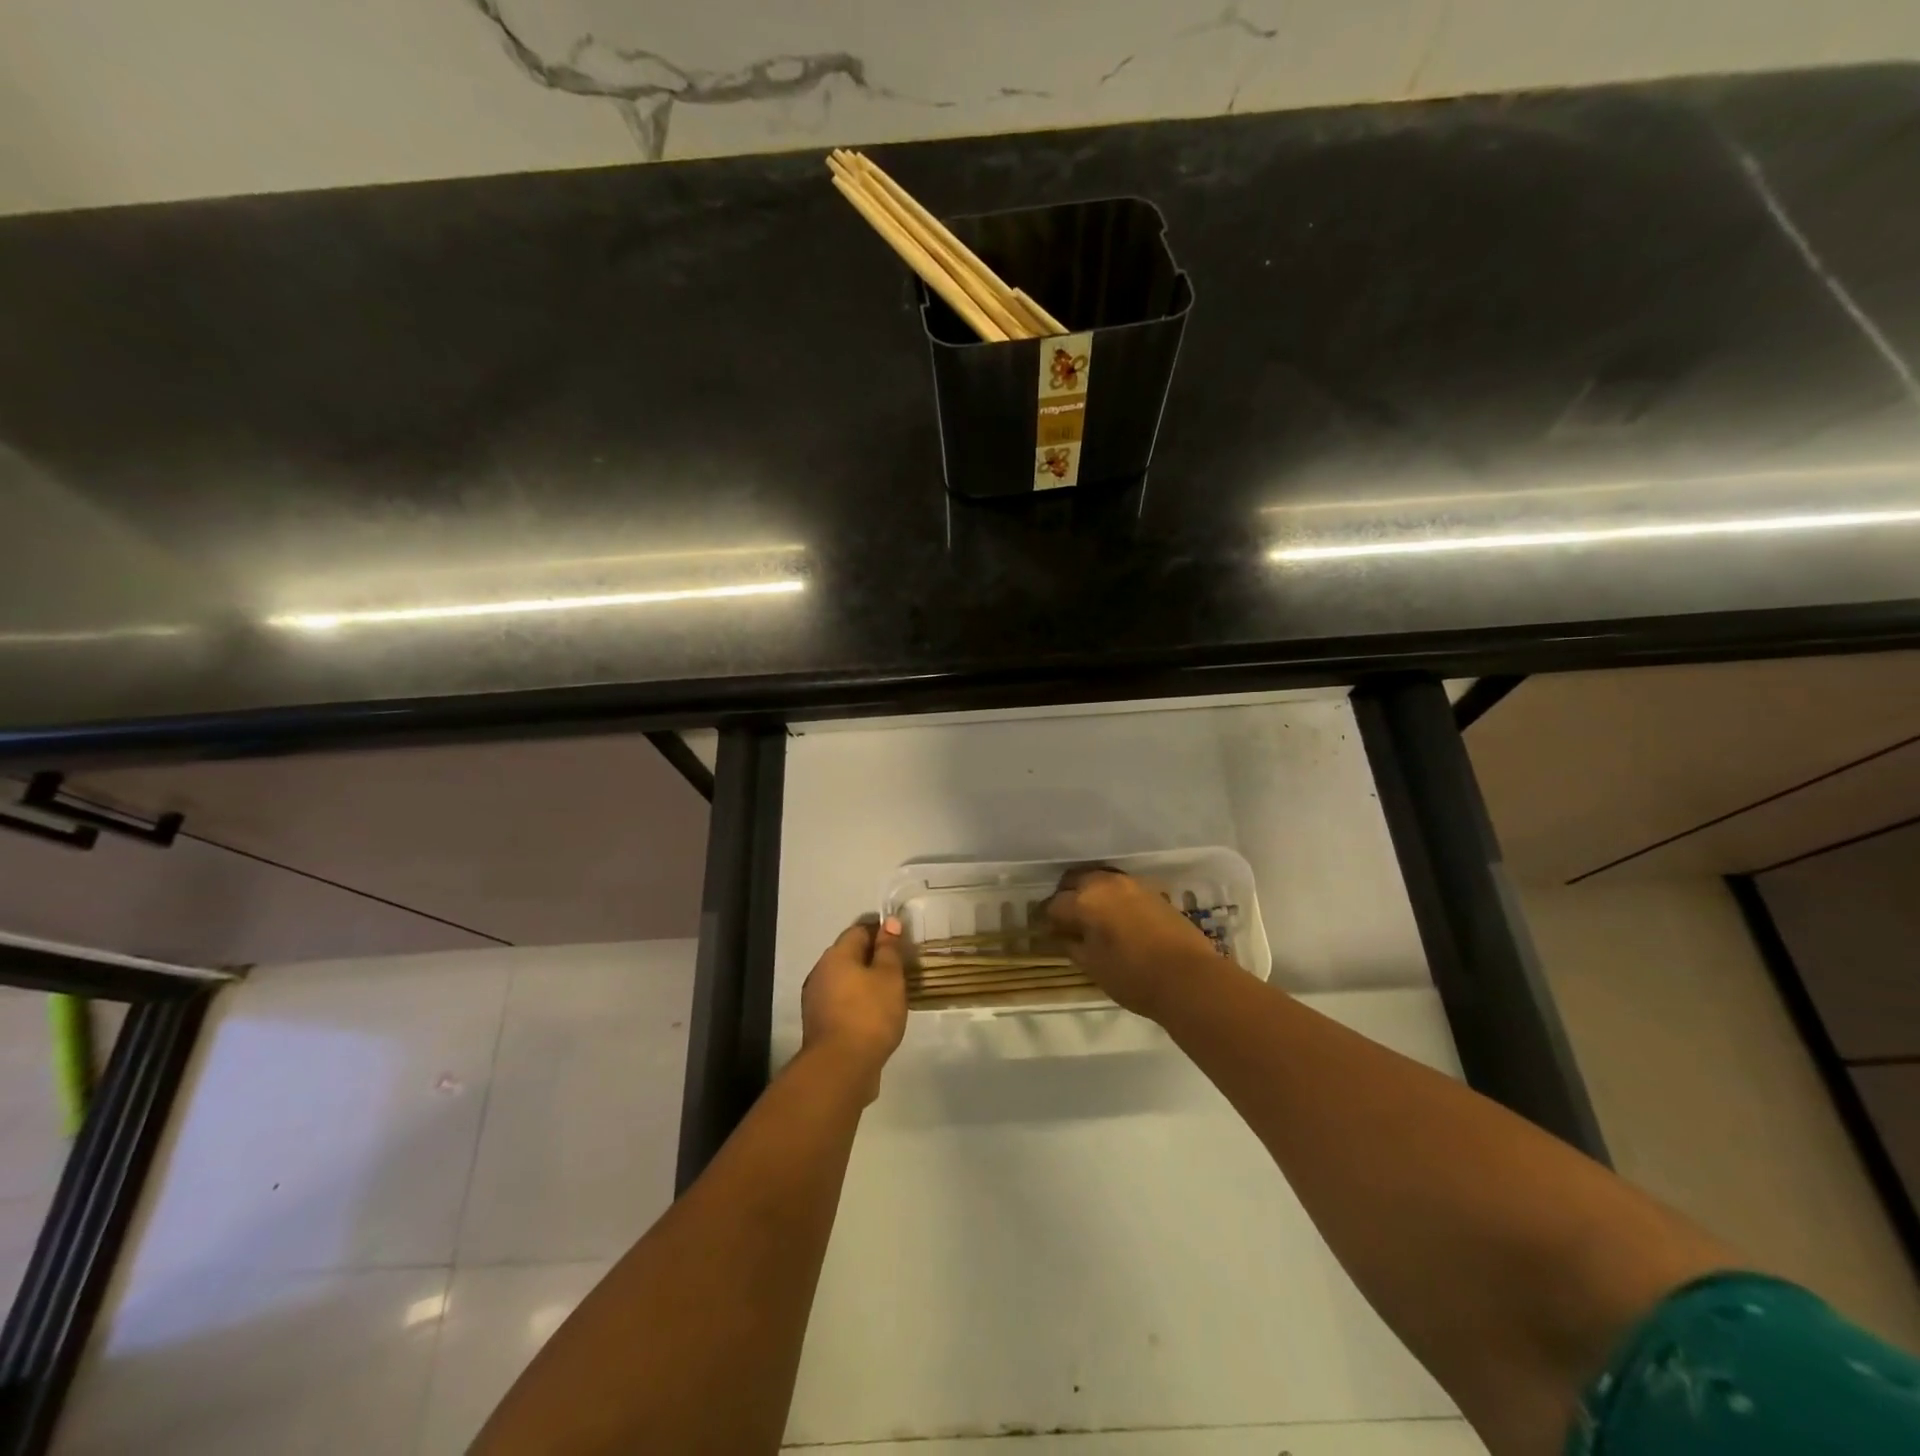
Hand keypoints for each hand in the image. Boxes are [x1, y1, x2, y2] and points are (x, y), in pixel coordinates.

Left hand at [801, 917, 907, 1100]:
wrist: (841, 1068)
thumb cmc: (869, 1014)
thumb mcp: (889, 977)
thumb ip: (889, 949)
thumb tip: (889, 922)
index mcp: (836, 955)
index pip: (859, 930)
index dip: (881, 932)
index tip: (902, 942)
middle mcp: (820, 972)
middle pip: (849, 955)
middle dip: (872, 958)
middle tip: (899, 968)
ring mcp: (816, 999)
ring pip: (844, 980)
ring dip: (864, 982)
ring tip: (890, 993)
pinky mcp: (819, 1024)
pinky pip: (841, 1002)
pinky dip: (857, 1002)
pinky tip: (875, 1015)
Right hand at [1046, 867, 1222, 1020]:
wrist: (1189, 977)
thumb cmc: (1133, 976)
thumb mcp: (1093, 966)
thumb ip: (1072, 945)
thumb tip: (1063, 935)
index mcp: (1085, 900)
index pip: (1055, 904)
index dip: (1048, 918)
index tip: (1047, 930)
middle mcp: (1106, 883)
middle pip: (1075, 880)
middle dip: (1067, 896)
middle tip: (1066, 919)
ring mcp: (1132, 884)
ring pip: (1100, 880)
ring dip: (1090, 893)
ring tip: (1091, 917)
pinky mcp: (1152, 891)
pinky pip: (1121, 887)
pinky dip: (1112, 897)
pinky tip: (1115, 918)